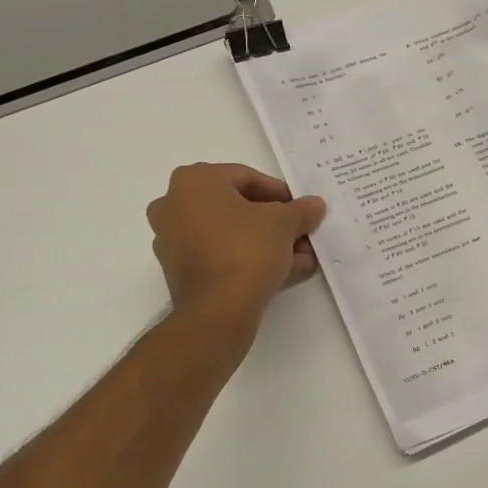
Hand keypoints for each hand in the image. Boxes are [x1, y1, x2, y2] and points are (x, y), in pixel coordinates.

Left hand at [147, 164, 326, 333]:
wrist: (217, 310)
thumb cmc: (246, 249)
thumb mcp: (283, 223)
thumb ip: (300, 210)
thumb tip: (315, 205)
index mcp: (194, 181)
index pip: (245, 177)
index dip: (280, 193)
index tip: (300, 209)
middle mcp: (174, 204)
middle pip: (236, 207)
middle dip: (274, 222)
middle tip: (301, 233)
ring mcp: (172, 239)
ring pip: (229, 234)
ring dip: (265, 243)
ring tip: (300, 257)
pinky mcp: (178, 270)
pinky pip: (219, 255)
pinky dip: (247, 259)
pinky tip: (282, 271)